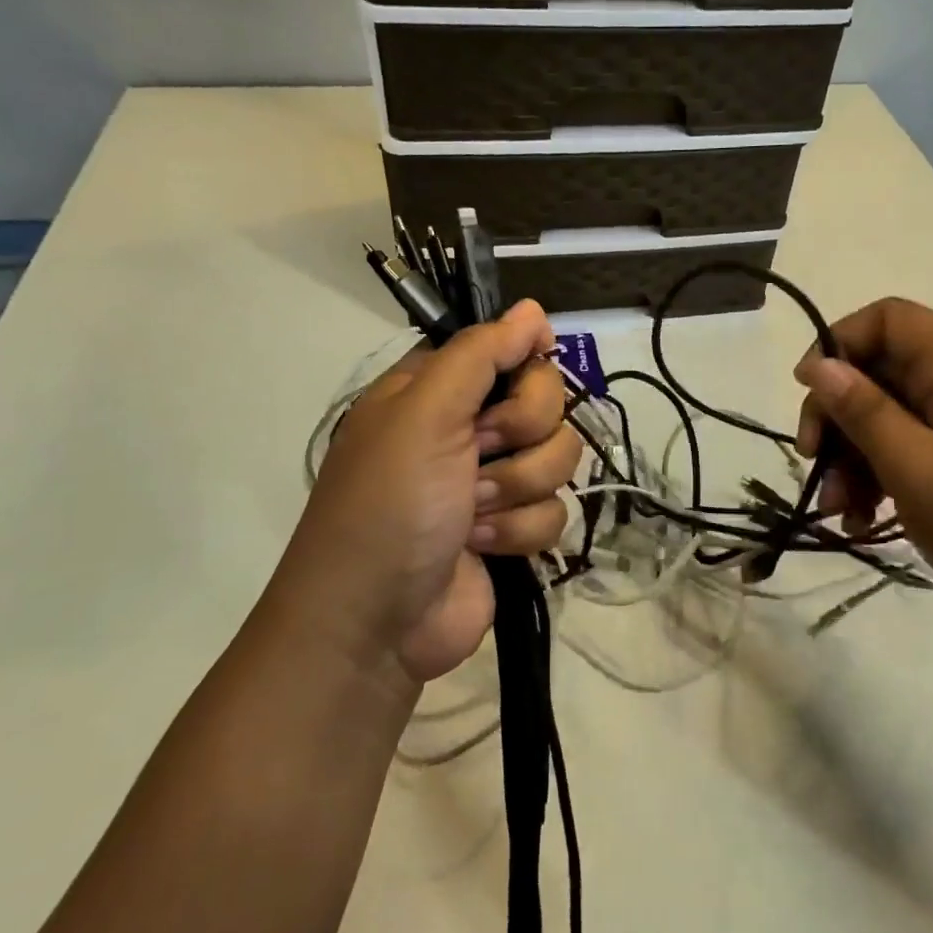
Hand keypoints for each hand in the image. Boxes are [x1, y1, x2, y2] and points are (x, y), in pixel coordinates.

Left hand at [278, 300, 579, 682]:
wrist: (374, 623)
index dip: (525, 366)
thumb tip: (532, 308)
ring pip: (558, 458)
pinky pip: (555, 511)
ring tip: (472, 513)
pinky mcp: (512, 529)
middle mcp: (468, 427)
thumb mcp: (423, 414)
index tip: (522, 380)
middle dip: (520, 435)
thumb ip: (480, 354)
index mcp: (439, 389)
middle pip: (547, 403)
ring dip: (516, 489)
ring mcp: (493, 480)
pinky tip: (480, 547)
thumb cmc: (389, 504)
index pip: (511, 350)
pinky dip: (519, 531)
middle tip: (478, 455)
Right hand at [793, 298, 932, 647]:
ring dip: (851, 458)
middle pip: (881, 373)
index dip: (842, 341)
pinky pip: (908, 457)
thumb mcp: (918, 469)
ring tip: (837, 509)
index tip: (809, 390)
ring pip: (888, 420)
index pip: (891, 319)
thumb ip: (864, 412)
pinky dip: (878, 481)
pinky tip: (861, 523)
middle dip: (838, 415)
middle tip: (811, 460)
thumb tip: (818, 364)